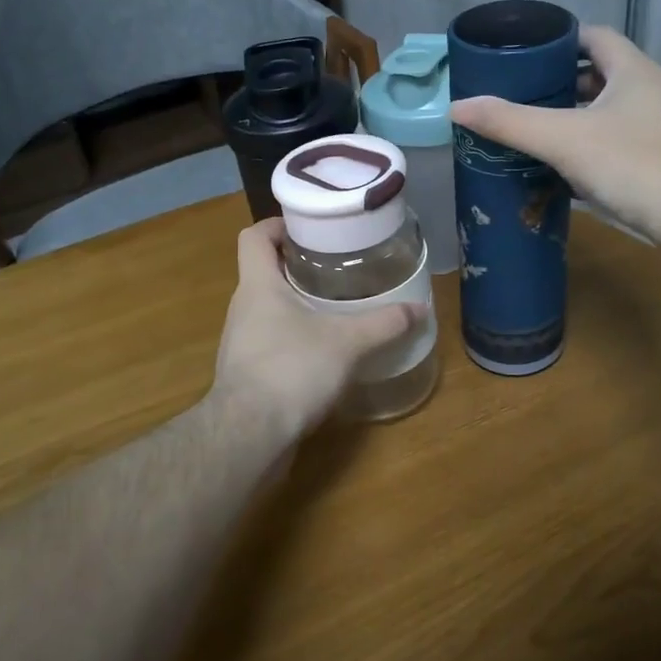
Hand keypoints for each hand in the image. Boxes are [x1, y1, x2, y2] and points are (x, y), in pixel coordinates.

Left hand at [208, 219, 423, 447]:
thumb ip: (383, 323)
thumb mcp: (347, 342)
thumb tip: (420, 309)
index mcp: (258, 285)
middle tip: (335, 268)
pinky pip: (270, 342)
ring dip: (296, 305)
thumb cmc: (291, 369)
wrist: (249, 435)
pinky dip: (293, 339)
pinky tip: (322, 353)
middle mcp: (243, 307)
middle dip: (297, 266)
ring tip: (334, 308)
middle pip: (263, 271)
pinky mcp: (246, 373)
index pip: (254, 236)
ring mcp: (240, 342)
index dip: (277, 225)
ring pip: (267, 309)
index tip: (308, 229)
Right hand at [447, 25, 660, 251]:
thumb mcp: (562, 139)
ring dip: (571, 116)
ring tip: (530, 129)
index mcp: (633, 70)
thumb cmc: (633, 165)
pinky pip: (614, 140)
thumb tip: (456, 106)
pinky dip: (587, 145)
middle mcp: (650, 90)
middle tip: (516, 95)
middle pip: (597, 73)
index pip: (593, 36)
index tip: (521, 55)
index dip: (557, 40)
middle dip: (556, 82)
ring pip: (606, 110)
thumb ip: (508, 121)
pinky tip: (559, 166)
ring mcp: (659, 126)